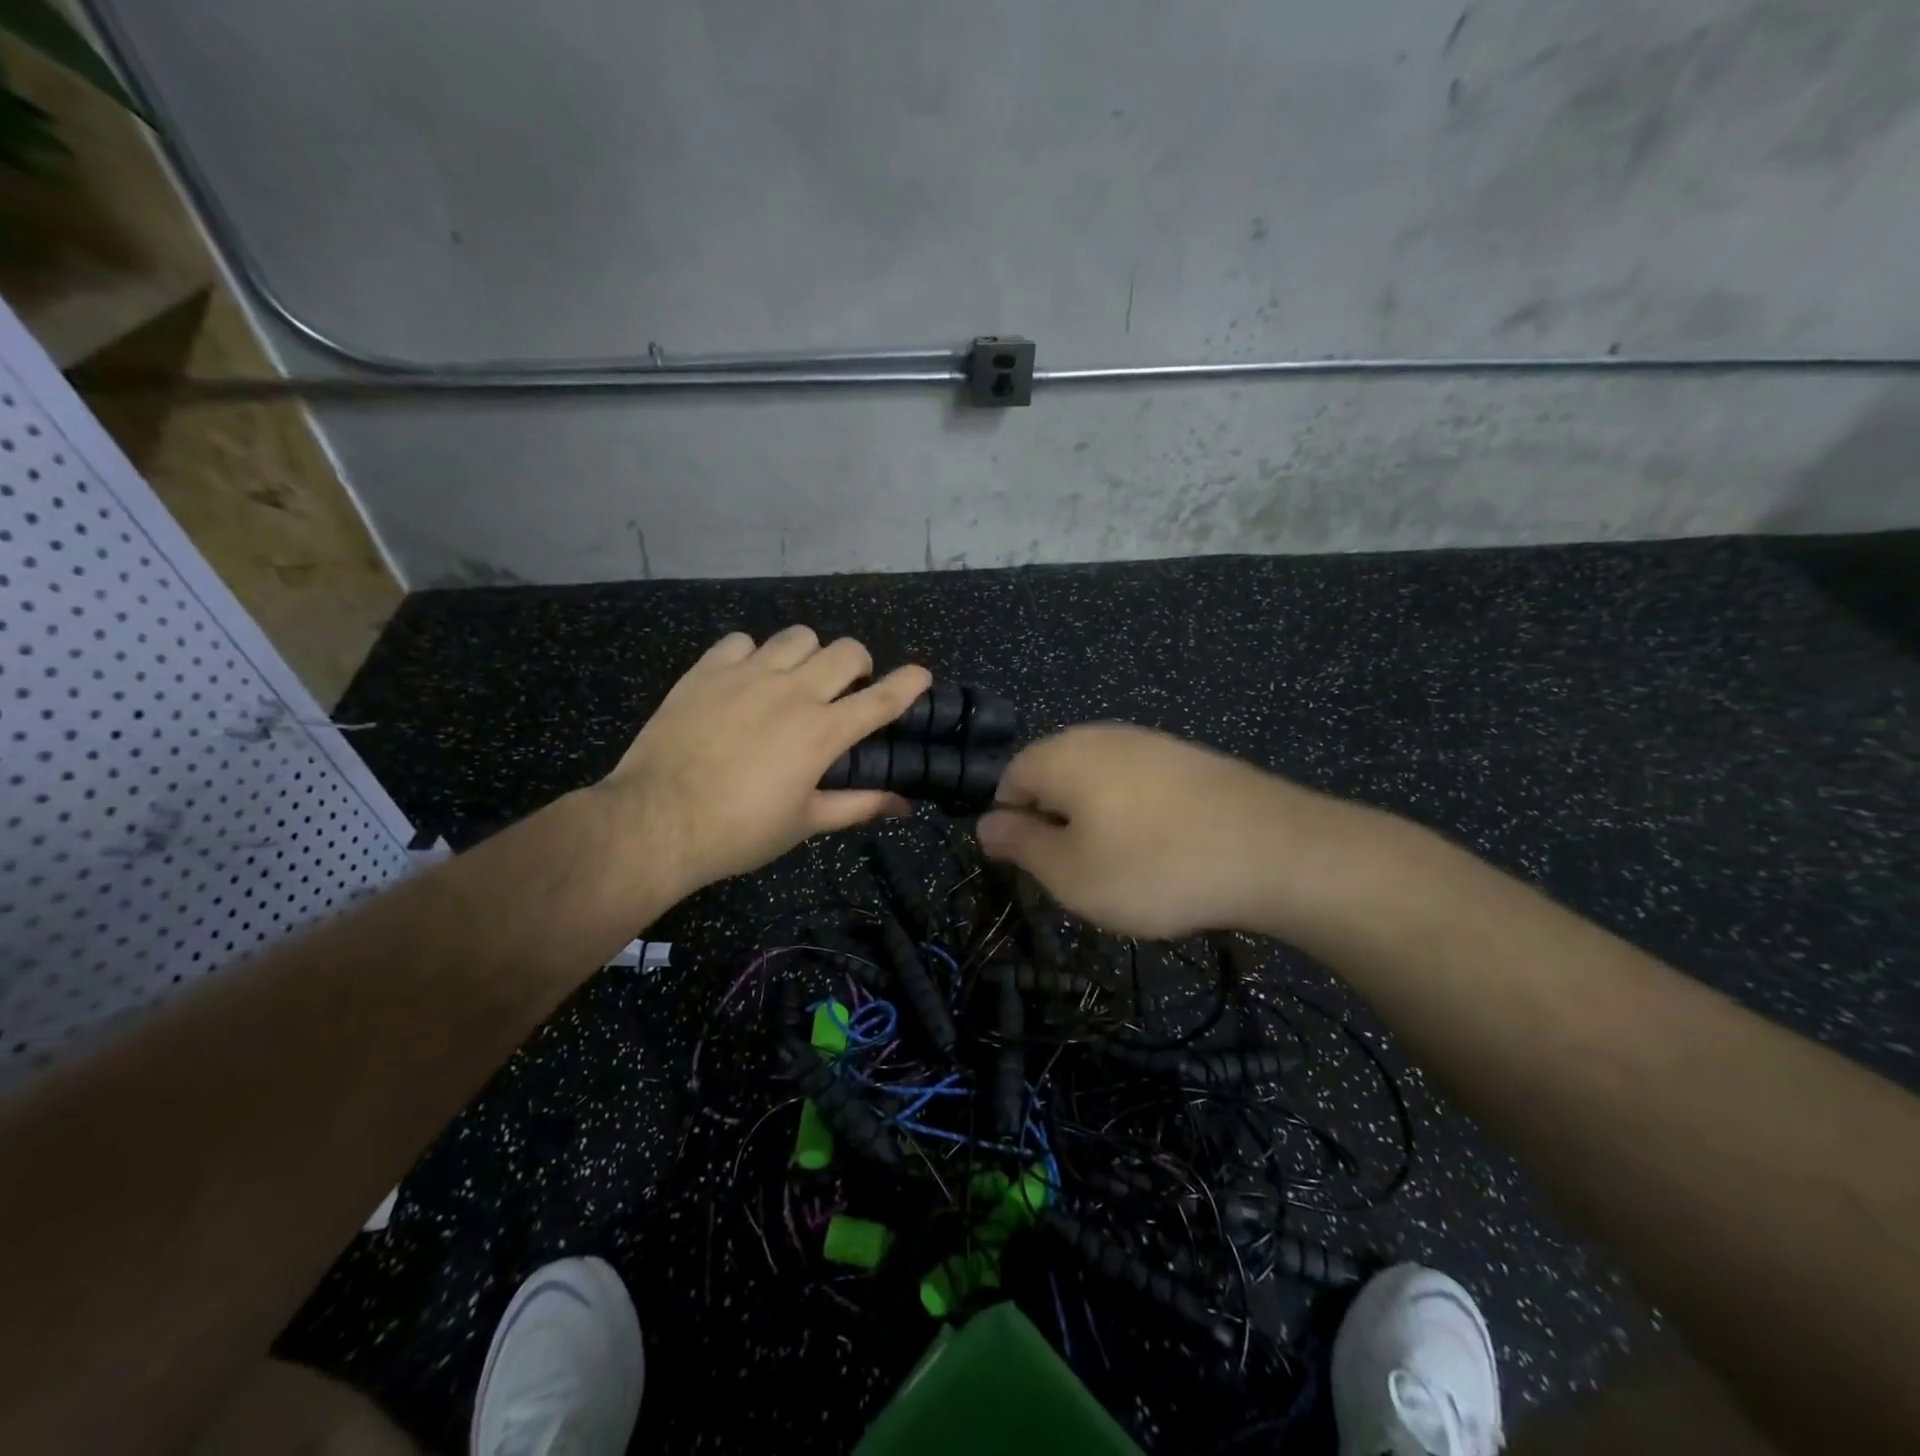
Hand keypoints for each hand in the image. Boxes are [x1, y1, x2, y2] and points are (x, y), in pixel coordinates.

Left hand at [598, 627, 930, 900]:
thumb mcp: (806, 822)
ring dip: (809, 655)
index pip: (882, 697)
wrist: (656, 821)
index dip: (910, 683)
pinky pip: (742, 641)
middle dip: (859, 665)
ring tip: (795, 679)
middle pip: (847, 650)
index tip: (922, 676)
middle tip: (845, 689)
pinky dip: (753, 655)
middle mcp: (793, 692)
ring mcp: (747, 675)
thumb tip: (904, 805)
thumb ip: (859, 805)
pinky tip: (744, 680)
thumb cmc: (739, 831)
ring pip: (798, 636)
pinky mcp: (707, 670)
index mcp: (822, 732)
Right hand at [976, 724, 1368, 940]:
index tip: (1034, 868)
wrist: (1276, 852)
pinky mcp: (1189, 758)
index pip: (1009, 779)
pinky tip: (1163, 851)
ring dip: (1096, 822)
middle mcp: (1101, 736)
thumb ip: (1020, 845)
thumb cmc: (1154, 868)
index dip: (1011, 825)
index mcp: (1062, 755)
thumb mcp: (1071, 874)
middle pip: (1054, 776)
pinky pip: (1139, 784)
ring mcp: (1150, 742)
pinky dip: (1136, 816)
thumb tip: (984, 824)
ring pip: (1098, 782)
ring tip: (1122, 868)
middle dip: (1055, 824)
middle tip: (1077, 874)